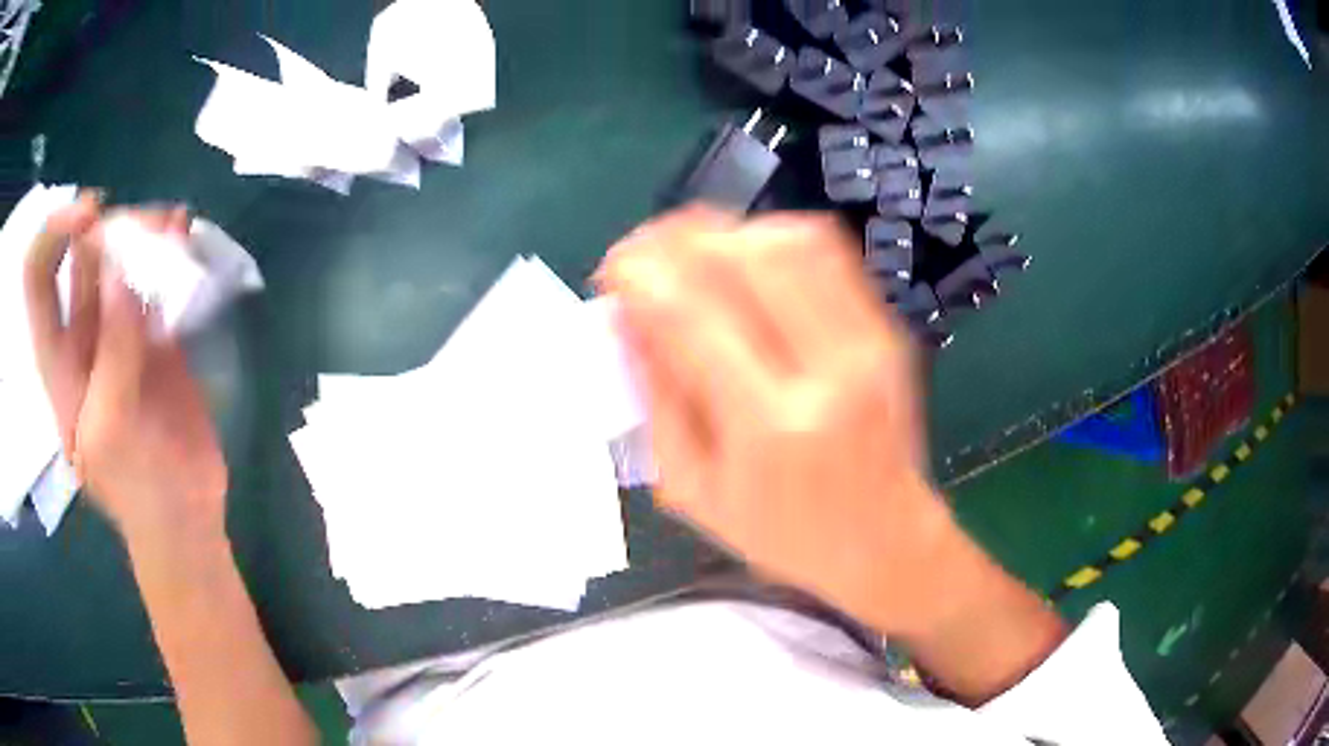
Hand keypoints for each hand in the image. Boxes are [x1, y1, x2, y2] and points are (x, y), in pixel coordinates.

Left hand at [25, 196, 227, 546]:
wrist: (183, 515)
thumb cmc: (136, 488)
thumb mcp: (111, 432)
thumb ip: (112, 354)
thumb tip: (122, 271)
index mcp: (58, 358)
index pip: (38, 273)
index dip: (56, 231)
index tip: (93, 214)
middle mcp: (80, 332)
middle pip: (81, 250)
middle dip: (109, 225)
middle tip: (148, 228)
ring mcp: (117, 329)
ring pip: (118, 254)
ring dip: (141, 230)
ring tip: (174, 228)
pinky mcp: (153, 331)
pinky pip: (154, 275)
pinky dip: (168, 248)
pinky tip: (186, 236)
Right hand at [599, 206, 968, 636]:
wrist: (885, 540)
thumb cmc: (782, 533)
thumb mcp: (695, 489)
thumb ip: (657, 396)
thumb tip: (627, 314)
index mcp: (769, 427)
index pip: (689, 313)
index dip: (639, 273)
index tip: (612, 270)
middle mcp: (827, 370)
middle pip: (743, 255)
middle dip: (677, 238)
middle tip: (646, 255)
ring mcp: (868, 342)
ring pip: (789, 239)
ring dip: (726, 233)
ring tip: (693, 256)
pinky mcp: (887, 328)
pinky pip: (827, 252)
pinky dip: (773, 240)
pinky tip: (746, 264)